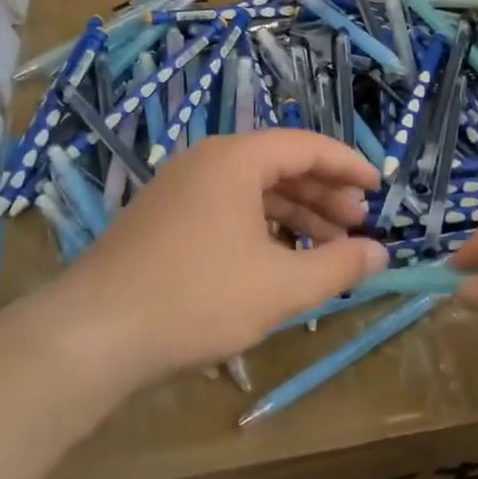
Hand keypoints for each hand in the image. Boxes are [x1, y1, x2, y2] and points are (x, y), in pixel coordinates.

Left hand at [55, 130, 386, 381]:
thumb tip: (380, 253)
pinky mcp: (161, 221)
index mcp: (235, 160)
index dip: (348, 166)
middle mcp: (204, 163)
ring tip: (325, 249)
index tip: (379, 188)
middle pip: (278, 166)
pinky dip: (259, 229)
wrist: (97, 331)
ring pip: (250, 192)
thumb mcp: (281, 286)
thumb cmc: (199, 298)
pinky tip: (275, 262)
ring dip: (293, 216)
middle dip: (323, 195)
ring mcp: (177, 191)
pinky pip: (224, 211)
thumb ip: (338, 266)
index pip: (305, 146)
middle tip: (356, 225)